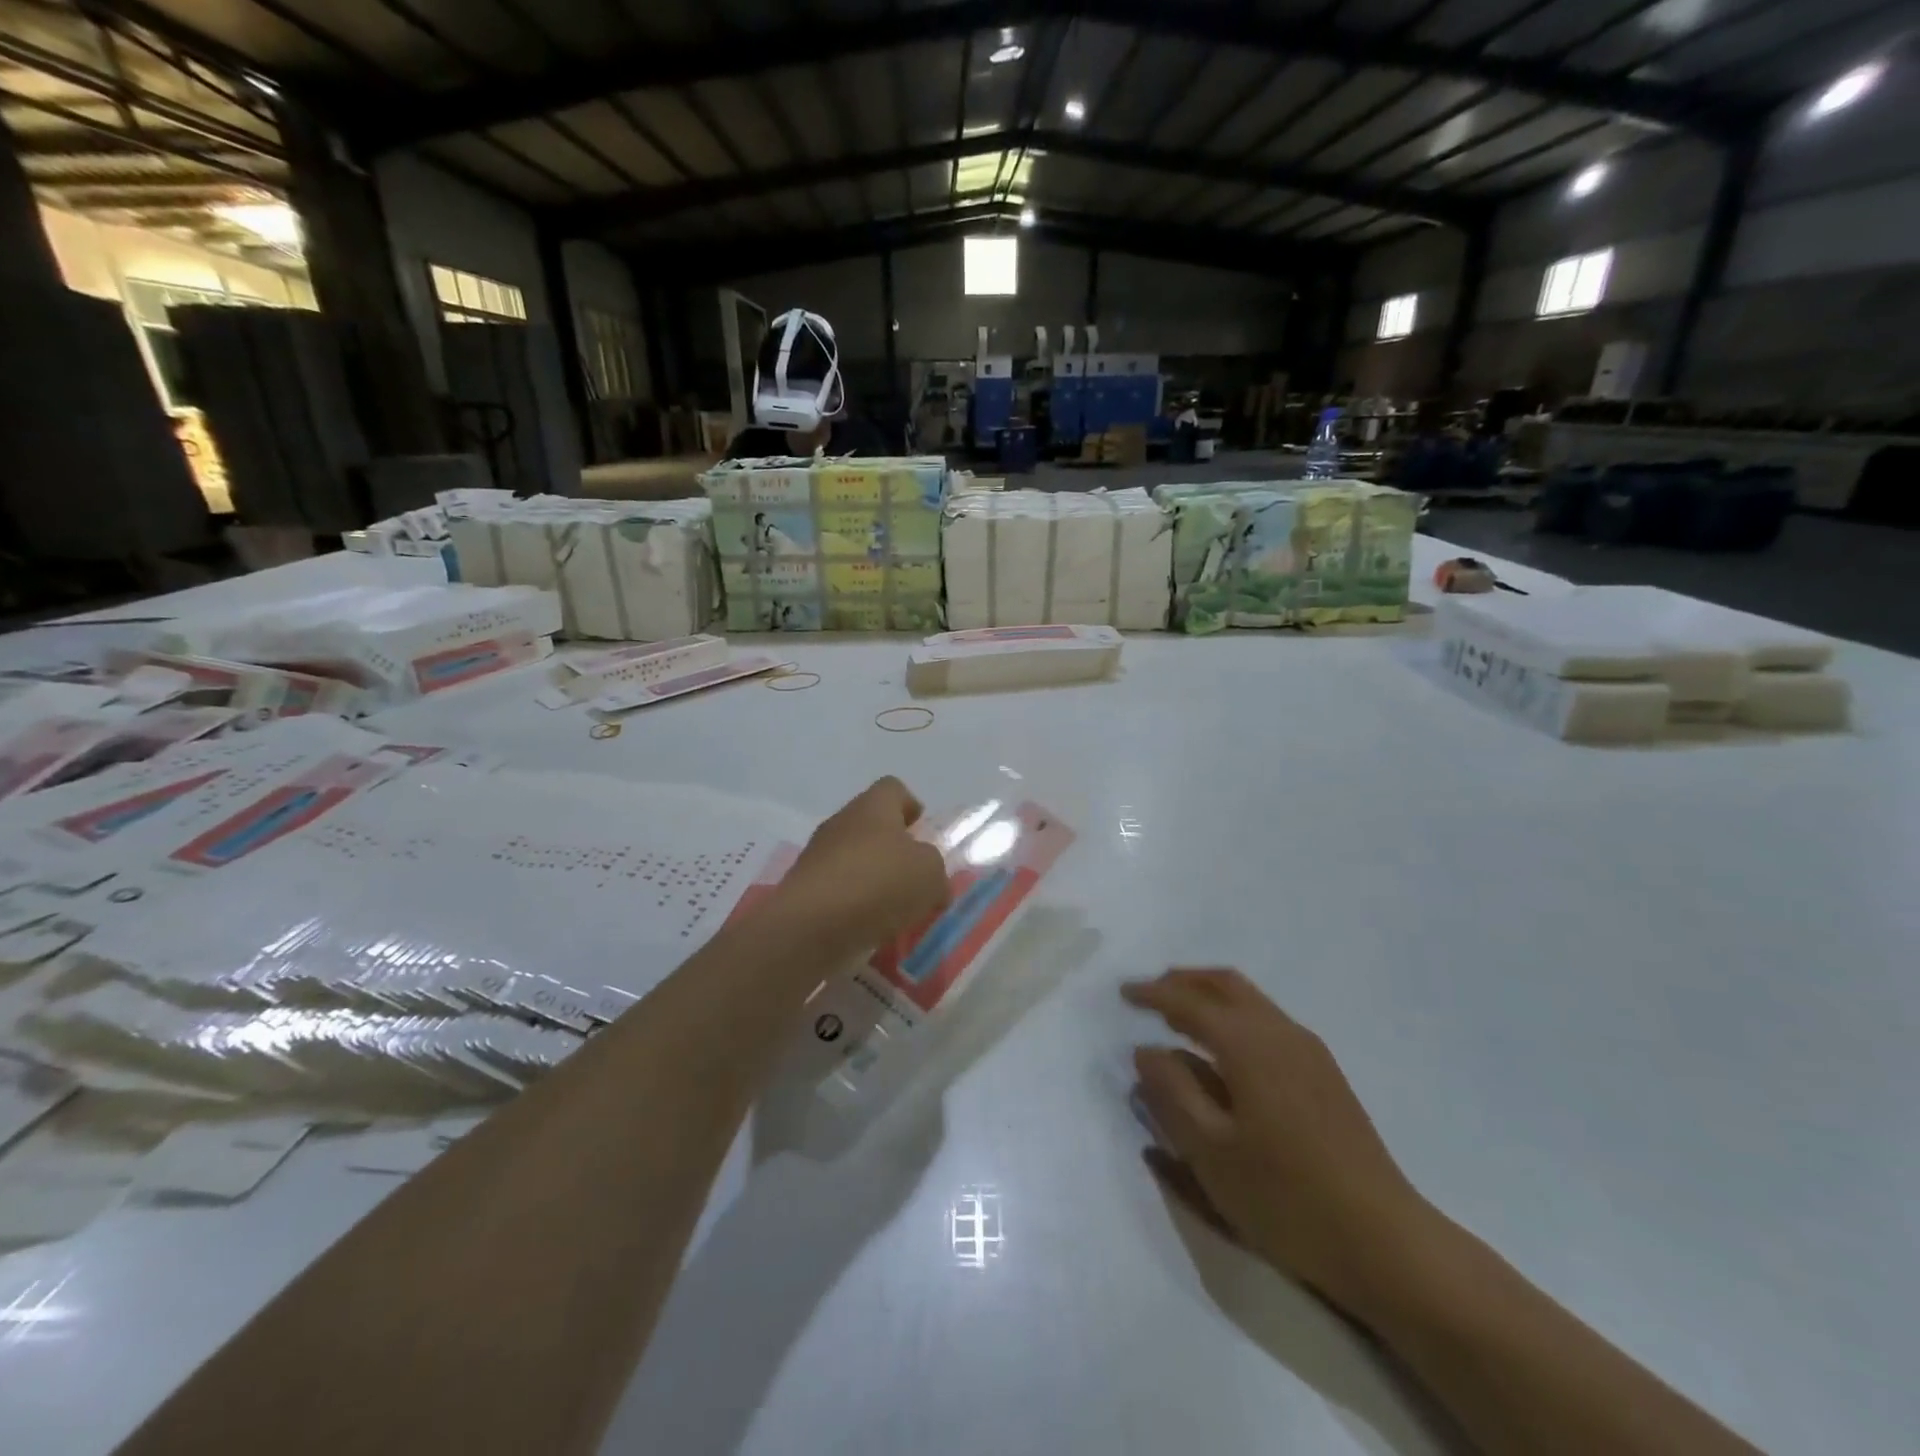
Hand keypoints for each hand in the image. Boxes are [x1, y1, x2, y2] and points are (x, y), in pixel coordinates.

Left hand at [771, 777, 950, 957]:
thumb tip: (931, 882)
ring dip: (874, 881)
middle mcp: (841, 823)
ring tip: (896, 912)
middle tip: (915, 879)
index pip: (893, 789)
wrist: (809, 927)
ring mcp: (817, 856)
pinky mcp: (803, 891)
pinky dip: (854, 907)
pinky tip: (870, 930)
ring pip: (854, 861)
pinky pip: (837, 892)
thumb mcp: (930, 874)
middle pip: (872, 826)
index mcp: (872, 807)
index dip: (911, 806)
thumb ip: (935, 871)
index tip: (923, 832)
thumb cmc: (878, 884)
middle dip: (894, 851)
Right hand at [1124, 968, 1435, 1320]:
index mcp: (1248, 1044)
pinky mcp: (1325, 1073)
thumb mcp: (1210, 1151)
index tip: (1122, 993)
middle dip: (1183, 981)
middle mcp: (1279, 1032)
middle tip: (1150, 993)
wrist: (1385, 1241)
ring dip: (1210, 995)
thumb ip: (1171, 1093)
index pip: (1189, 1002)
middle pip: (1225, 984)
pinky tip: (1224, 1050)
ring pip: (1250, 999)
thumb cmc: (1285, 1197)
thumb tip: (1145, 1050)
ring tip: (1180, 1016)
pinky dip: (1234, 1015)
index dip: (1152, 994)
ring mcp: (1308, 1050)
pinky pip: (1267, 1020)